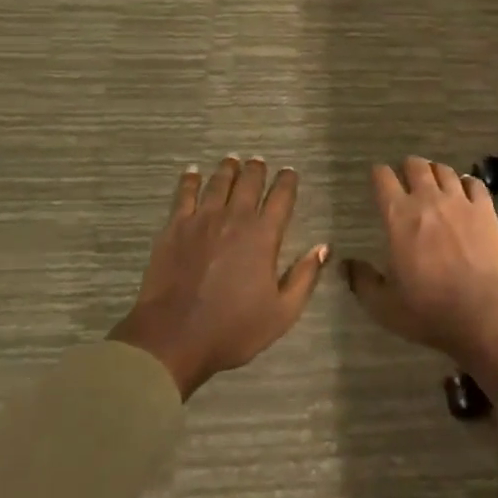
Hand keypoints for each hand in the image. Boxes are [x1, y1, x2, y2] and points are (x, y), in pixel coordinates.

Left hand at [109, 157, 329, 399]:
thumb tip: (323, 247)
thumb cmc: (232, 329)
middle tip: (259, 161)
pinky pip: (185, 194)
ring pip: (219, 182)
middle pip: (249, 182)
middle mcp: (235, 217)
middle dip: (257, 169)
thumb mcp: (281, 313)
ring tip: (232, 160)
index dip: (287, 182)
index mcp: (263, 235)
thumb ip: (304, 277)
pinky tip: (192, 171)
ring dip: (228, 168)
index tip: (289, 173)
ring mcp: (202, 219)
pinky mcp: (175, 226)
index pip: (281, 197)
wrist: (173, 337)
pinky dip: (190, 179)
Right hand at [343, 157, 497, 399]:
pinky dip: (467, 183)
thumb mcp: (384, 305)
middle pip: (415, 165)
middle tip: (407, 178)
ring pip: (444, 170)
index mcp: (398, 216)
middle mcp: (428, 199)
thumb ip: (362, 281)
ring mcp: (460, 201)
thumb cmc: (428, 310)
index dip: (379, 174)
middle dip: (408, 167)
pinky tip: (466, 191)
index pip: (383, 179)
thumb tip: (344, 265)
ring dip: (436, 172)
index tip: (378, 178)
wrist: (483, 312)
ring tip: (435, 181)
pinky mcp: (486, 210)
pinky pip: (474, 183)